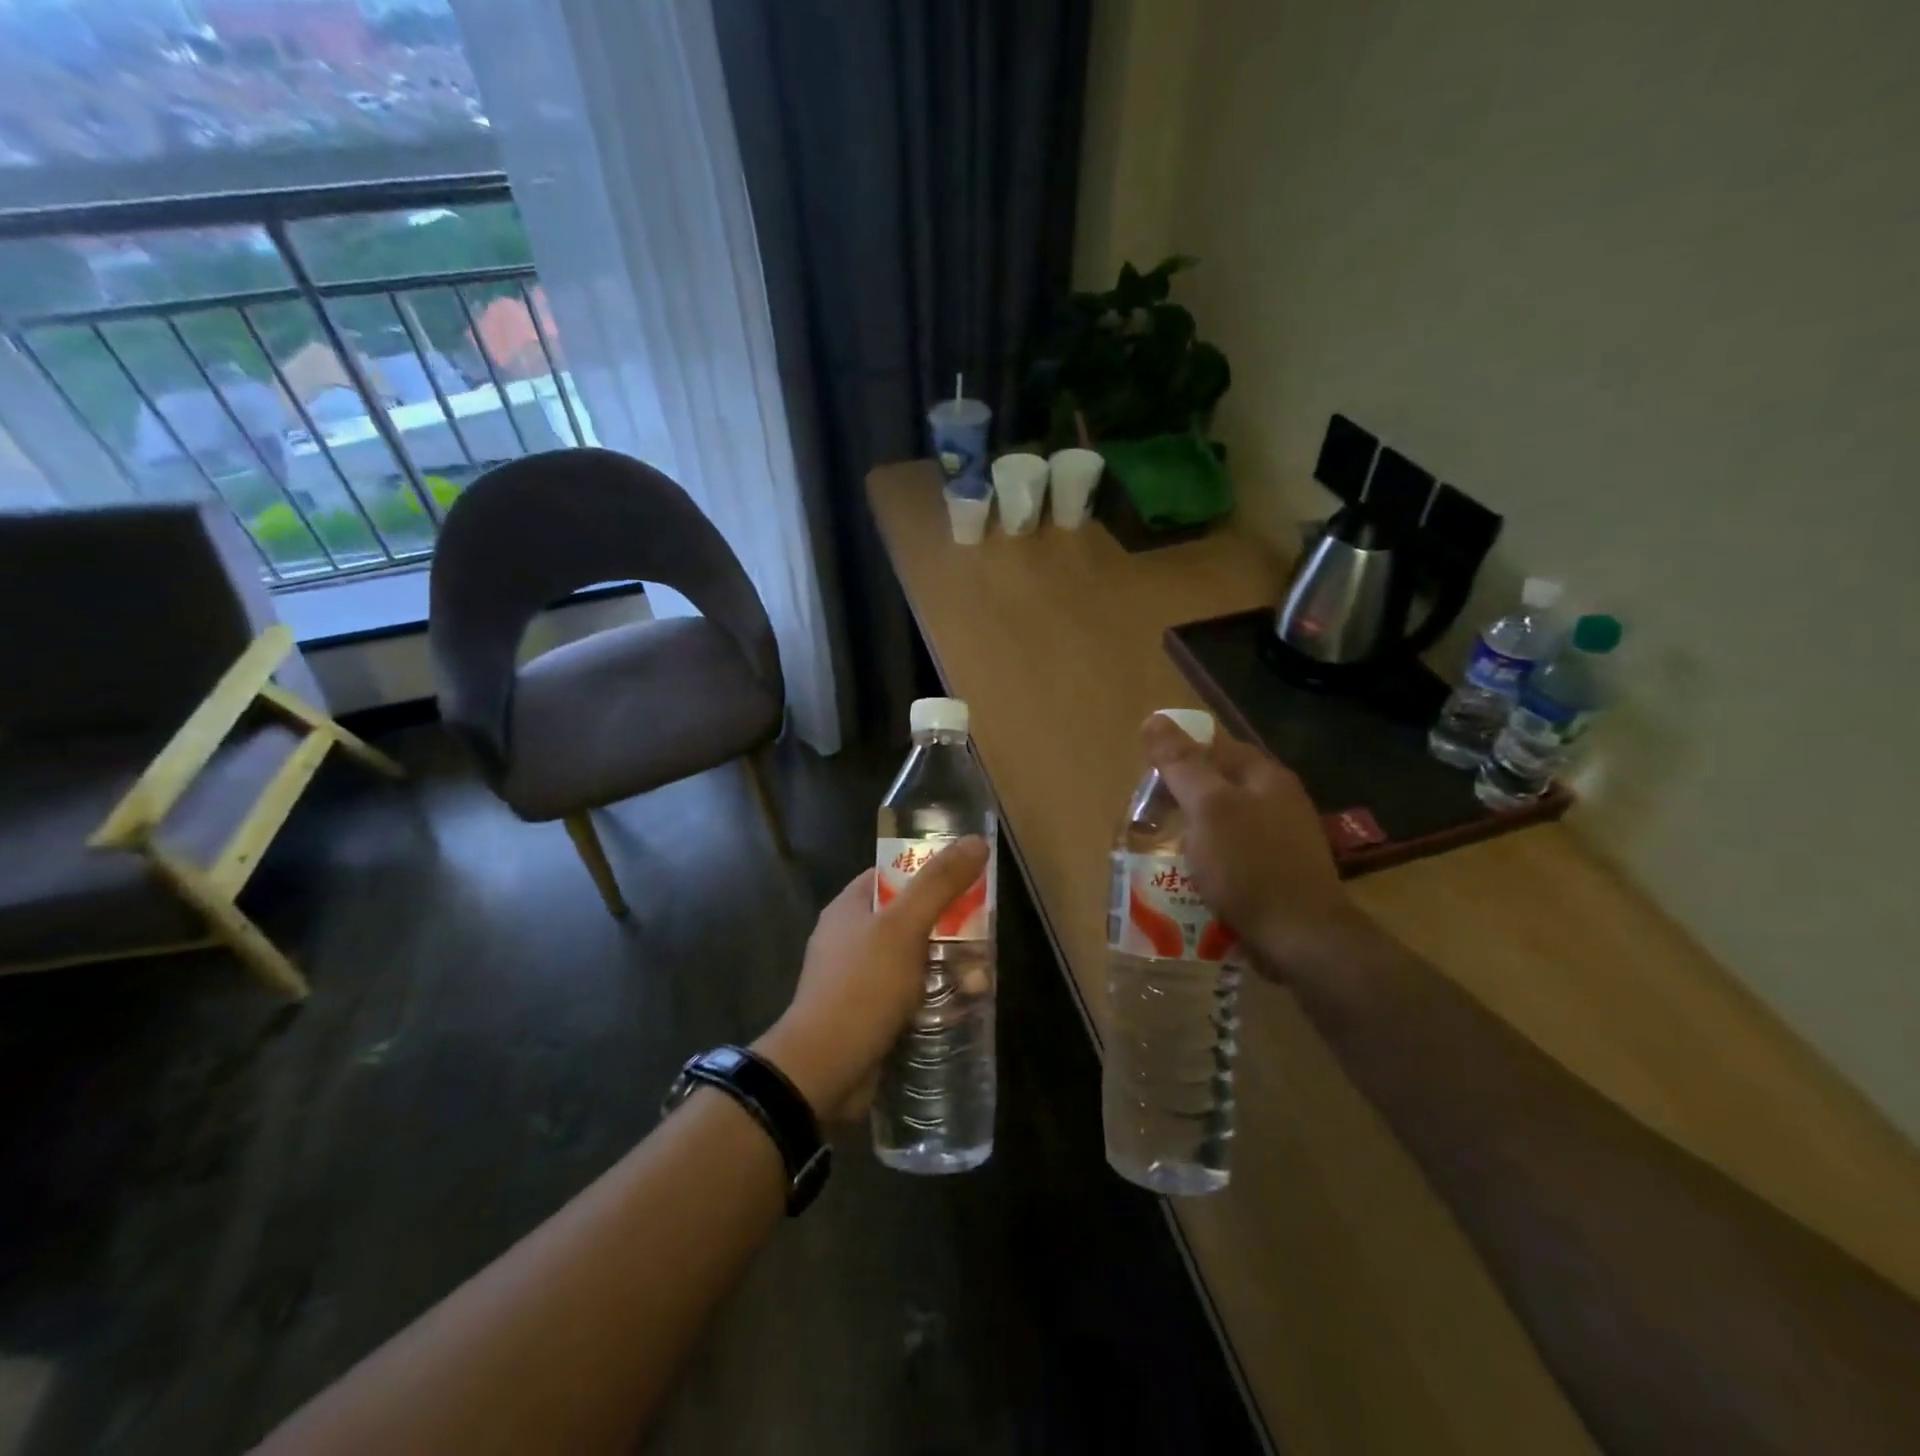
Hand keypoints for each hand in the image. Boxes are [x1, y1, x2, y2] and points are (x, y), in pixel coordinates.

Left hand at [755, 837, 991, 1121]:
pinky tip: (963, 1008)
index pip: (894, 874)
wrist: (822, 1070)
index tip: (969, 880)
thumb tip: (975, 840)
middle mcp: (852, 938)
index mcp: (850, 908)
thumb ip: (939, 883)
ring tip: (981, 982)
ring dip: (949, 968)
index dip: (930, 872)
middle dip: (950, 928)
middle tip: (983, 939)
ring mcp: (860, 979)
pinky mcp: (871, 1015)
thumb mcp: (903, 928)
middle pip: (911, 918)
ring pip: (916, 960)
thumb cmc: (861, 987)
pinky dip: (936, 998)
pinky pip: (911, 995)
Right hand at [1141, 713, 1374, 980]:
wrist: (1302, 939)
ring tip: (1162, 851)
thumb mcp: (1208, 809)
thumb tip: (1155, 718)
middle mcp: (1279, 801)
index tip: (1147, 780)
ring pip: (1224, 823)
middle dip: (1182, 799)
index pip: (1215, 746)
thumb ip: (1181, 764)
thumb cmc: (1250, 866)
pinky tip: (1192, 879)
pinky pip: (1233, 856)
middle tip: (1147, 819)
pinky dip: (1209, 862)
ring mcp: (1282, 840)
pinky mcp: (1278, 874)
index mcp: (1265, 776)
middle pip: (1219, 785)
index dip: (1178, 756)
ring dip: (1193, 833)